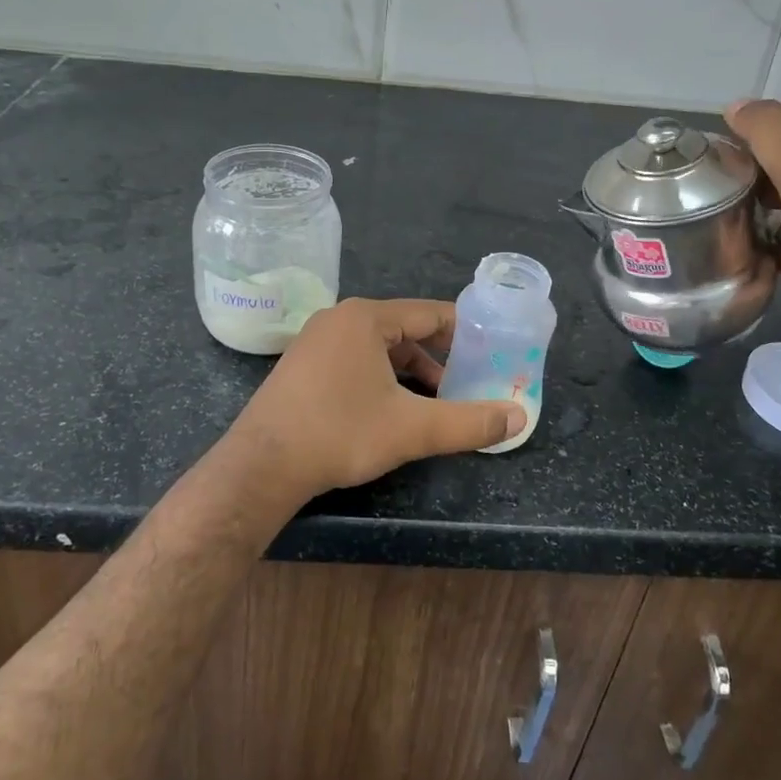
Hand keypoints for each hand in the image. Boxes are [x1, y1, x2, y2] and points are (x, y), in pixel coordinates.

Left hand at [227, 298, 525, 500]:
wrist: (262, 466)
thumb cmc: (340, 433)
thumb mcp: (413, 428)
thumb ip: (469, 422)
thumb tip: (519, 418)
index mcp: (366, 318)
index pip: (428, 313)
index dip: (464, 331)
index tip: (492, 349)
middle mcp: (339, 318)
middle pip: (404, 329)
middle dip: (438, 356)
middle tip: (469, 381)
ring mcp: (315, 340)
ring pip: (378, 347)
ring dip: (410, 370)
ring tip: (435, 400)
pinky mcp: (302, 364)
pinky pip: (354, 358)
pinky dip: (380, 376)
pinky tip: (391, 406)